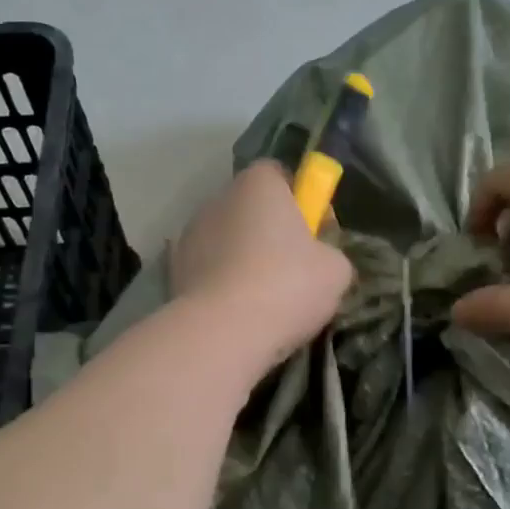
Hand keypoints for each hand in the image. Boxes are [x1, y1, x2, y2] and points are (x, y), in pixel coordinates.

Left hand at [170, 161, 353, 373]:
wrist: (221, 333)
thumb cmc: (286, 287)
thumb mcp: (336, 271)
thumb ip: (330, 253)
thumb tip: (321, 260)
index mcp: (259, 184)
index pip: (280, 175)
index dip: (301, 200)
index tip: (315, 233)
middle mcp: (219, 198)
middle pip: (251, 209)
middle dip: (270, 232)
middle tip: (294, 271)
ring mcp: (190, 234)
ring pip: (227, 240)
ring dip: (243, 259)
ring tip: (263, 300)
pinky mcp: (174, 270)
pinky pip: (208, 270)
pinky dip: (221, 284)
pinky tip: (237, 313)